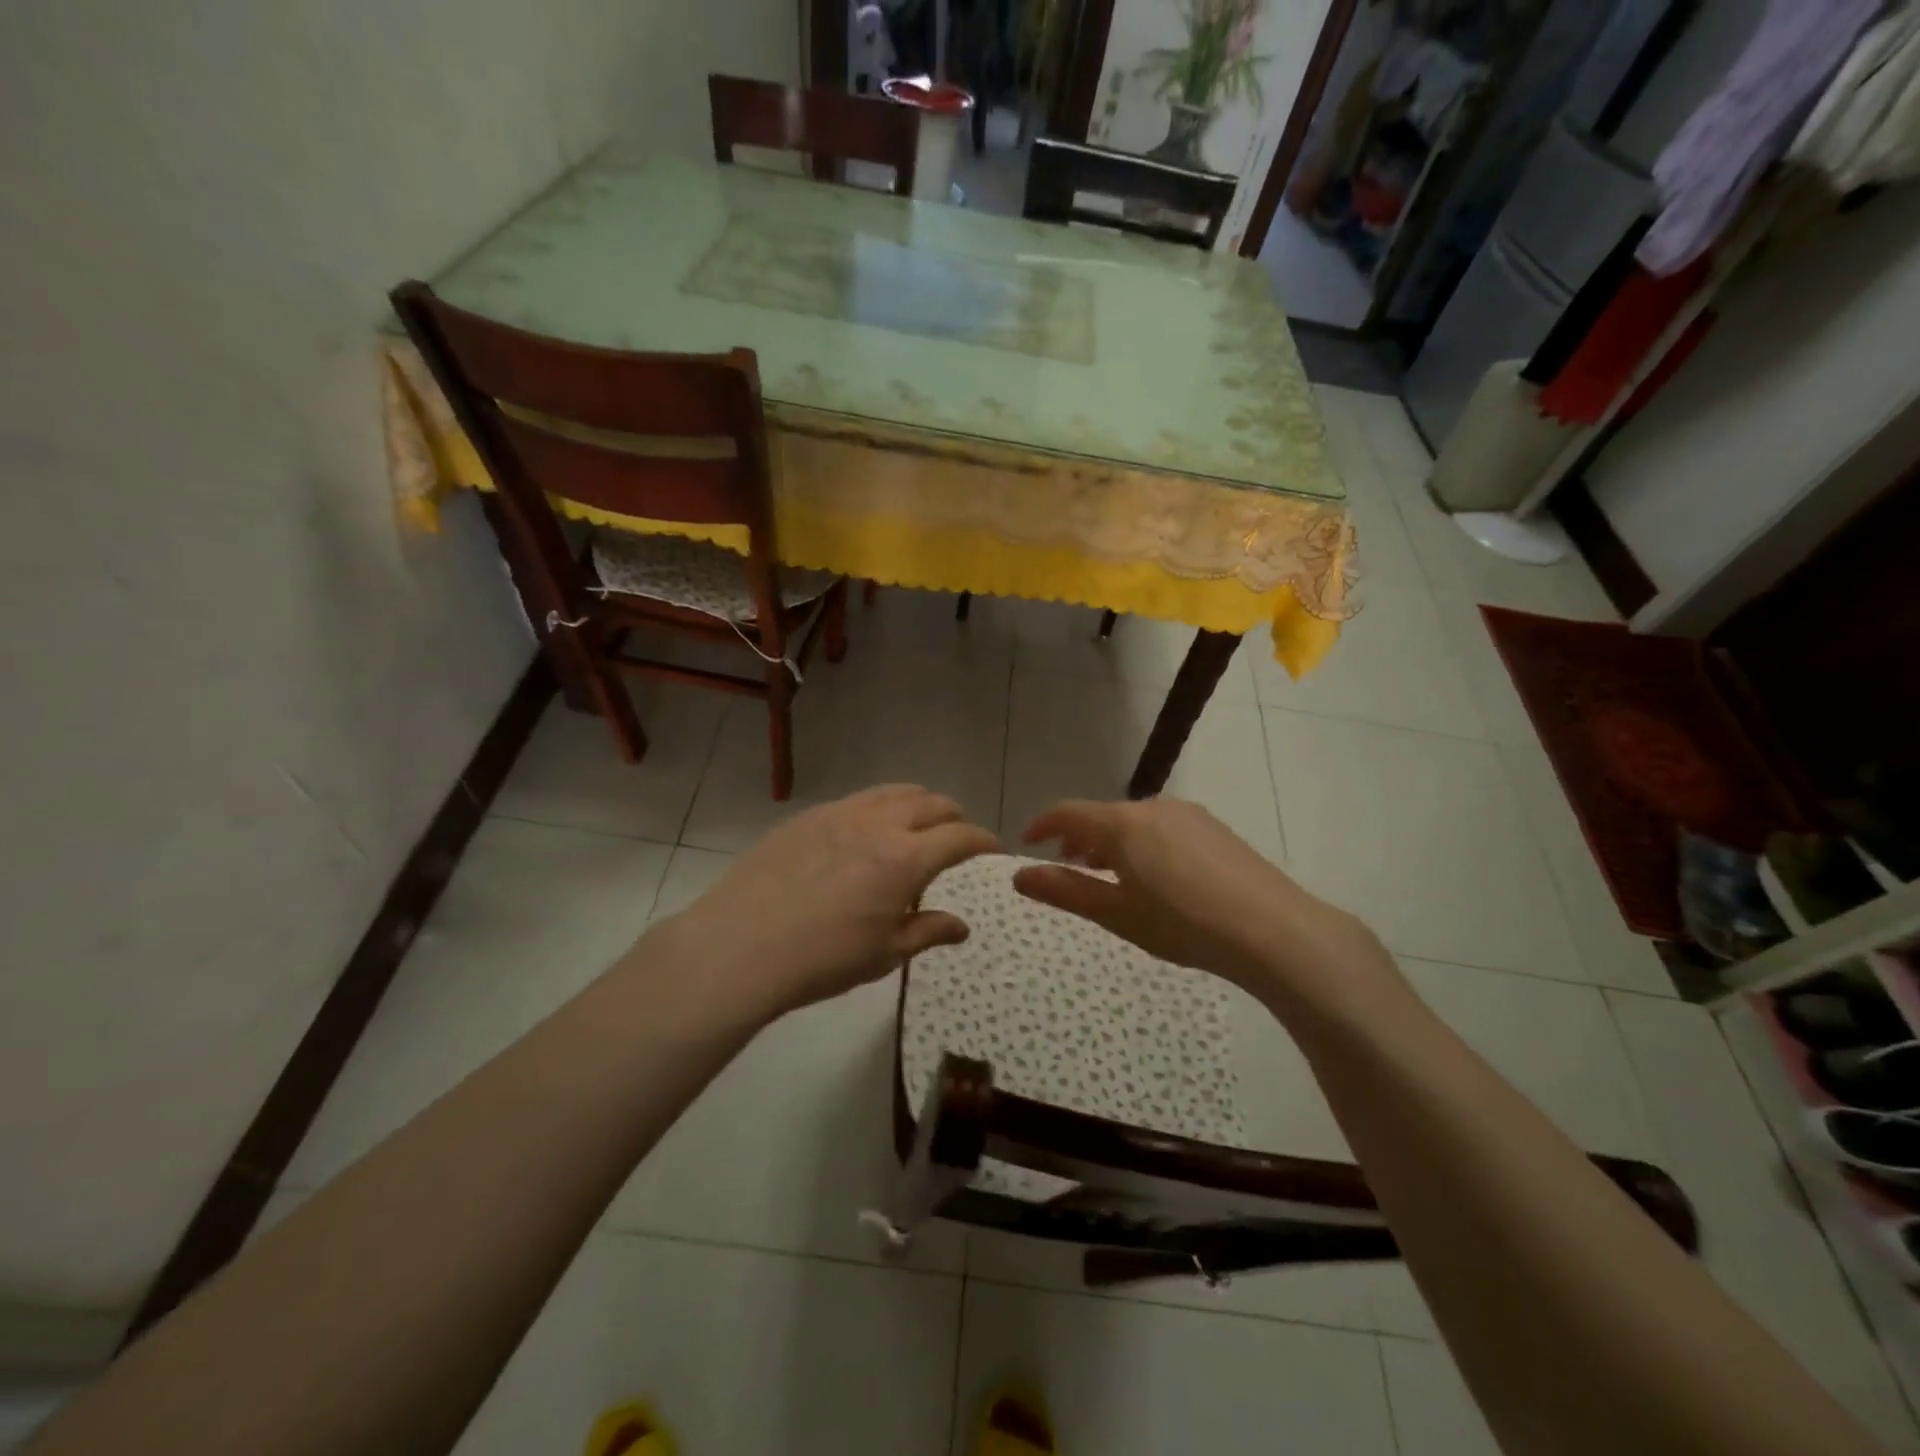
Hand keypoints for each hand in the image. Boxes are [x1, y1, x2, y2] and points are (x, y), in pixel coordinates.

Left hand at [655, 785, 998, 1022]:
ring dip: (917, 803)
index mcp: (906, 859)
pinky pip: (857, 799)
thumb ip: (928, 932)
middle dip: (953, 816)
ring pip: (894, 791)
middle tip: (956, 836)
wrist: (741, 946)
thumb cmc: (822, 959)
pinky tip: (864, 834)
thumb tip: (962, 926)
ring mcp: (840, 813)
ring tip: (916, 825)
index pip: (960, 836)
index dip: (982, 840)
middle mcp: (879, 824)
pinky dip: (878, 808)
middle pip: (931, 803)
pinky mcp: (808, 815)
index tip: (991, 847)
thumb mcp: (884, 954)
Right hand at [1013, 799, 1402, 1015]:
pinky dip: (1143, 843)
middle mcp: (1153, 807)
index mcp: (1122, 824)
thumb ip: (1065, 891)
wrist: (1274, 930)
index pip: (1068, 813)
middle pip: (1102, 816)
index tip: (1027, 844)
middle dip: (1078, 839)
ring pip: (1134, 821)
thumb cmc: (1183, 924)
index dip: (1042, 826)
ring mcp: (1188, 814)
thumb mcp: (1117, 914)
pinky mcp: (1214, 828)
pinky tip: (1157, 877)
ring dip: (1111, 842)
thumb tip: (1019, 876)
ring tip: (1111, 876)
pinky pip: (1163, 827)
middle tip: (1069, 869)